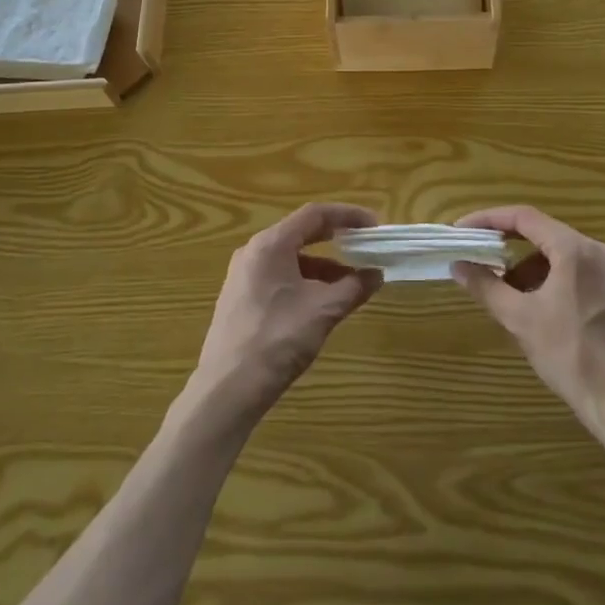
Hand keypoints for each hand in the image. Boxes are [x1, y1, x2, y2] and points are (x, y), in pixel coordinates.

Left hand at [187, 203, 383, 429]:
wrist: (227, 390)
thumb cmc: (278, 339)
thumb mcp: (323, 311)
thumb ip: (353, 288)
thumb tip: (376, 274)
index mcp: (270, 244)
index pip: (315, 215)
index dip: (348, 215)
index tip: (374, 226)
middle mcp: (253, 252)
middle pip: (301, 234)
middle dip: (336, 241)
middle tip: (365, 249)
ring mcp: (243, 276)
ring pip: (290, 259)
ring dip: (322, 267)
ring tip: (350, 285)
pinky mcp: (240, 300)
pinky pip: (279, 278)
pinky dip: (305, 282)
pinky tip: (322, 304)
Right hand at [451, 205, 604, 442]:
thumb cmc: (572, 356)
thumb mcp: (521, 320)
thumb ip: (486, 286)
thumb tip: (458, 265)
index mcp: (574, 249)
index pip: (524, 217)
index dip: (488, 219)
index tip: (462, 231)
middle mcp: (597, 251)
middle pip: (543, 233)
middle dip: (506, 245)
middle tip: (477, 258)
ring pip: (559, 254)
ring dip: (528, 266)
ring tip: (506, 294)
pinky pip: (576, 271)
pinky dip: (550, 279)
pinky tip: (537, 307)